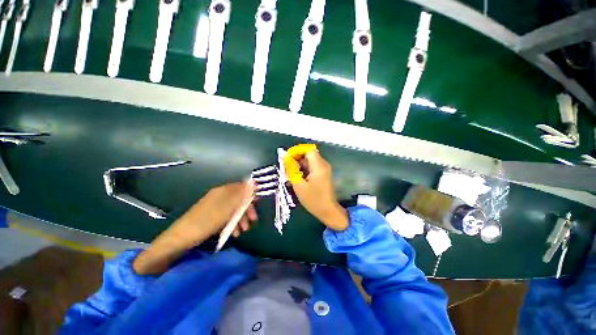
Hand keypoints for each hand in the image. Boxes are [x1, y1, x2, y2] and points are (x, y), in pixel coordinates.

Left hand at [174, 182, 257, 243]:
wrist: (182, 237)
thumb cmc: (208, 220)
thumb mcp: (228, 207)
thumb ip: (242, 195)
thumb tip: (254, 183)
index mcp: (224, 191)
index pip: (242, 188)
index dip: (251, 194)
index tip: (258, 203)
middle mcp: (221, 196)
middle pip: (239, 200)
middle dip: (247, 210)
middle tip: (253, 220)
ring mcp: (216, 206)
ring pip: (234, 210)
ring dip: (241, 219)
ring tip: (243, 230)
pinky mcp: (213, 216)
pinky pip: (227, 217)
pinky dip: (232, 224)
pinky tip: (234, 233)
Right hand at [285, 145, 348, 230]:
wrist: (328, 211)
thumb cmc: (313, 199)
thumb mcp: (299, 185)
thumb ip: (292, 170)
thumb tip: (285, 158)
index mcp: (318, 166)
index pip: (308, 149)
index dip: (296, 151)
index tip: (287, 158)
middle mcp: (323, 164)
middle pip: (308, 154)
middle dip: (296, 158)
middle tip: (286, 167)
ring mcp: (324, 169)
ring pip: (309, 161)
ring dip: (299, 165)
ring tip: (289, 173)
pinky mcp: (323, 174)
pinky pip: (312, 167)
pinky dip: (303, 170)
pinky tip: (296, 178)